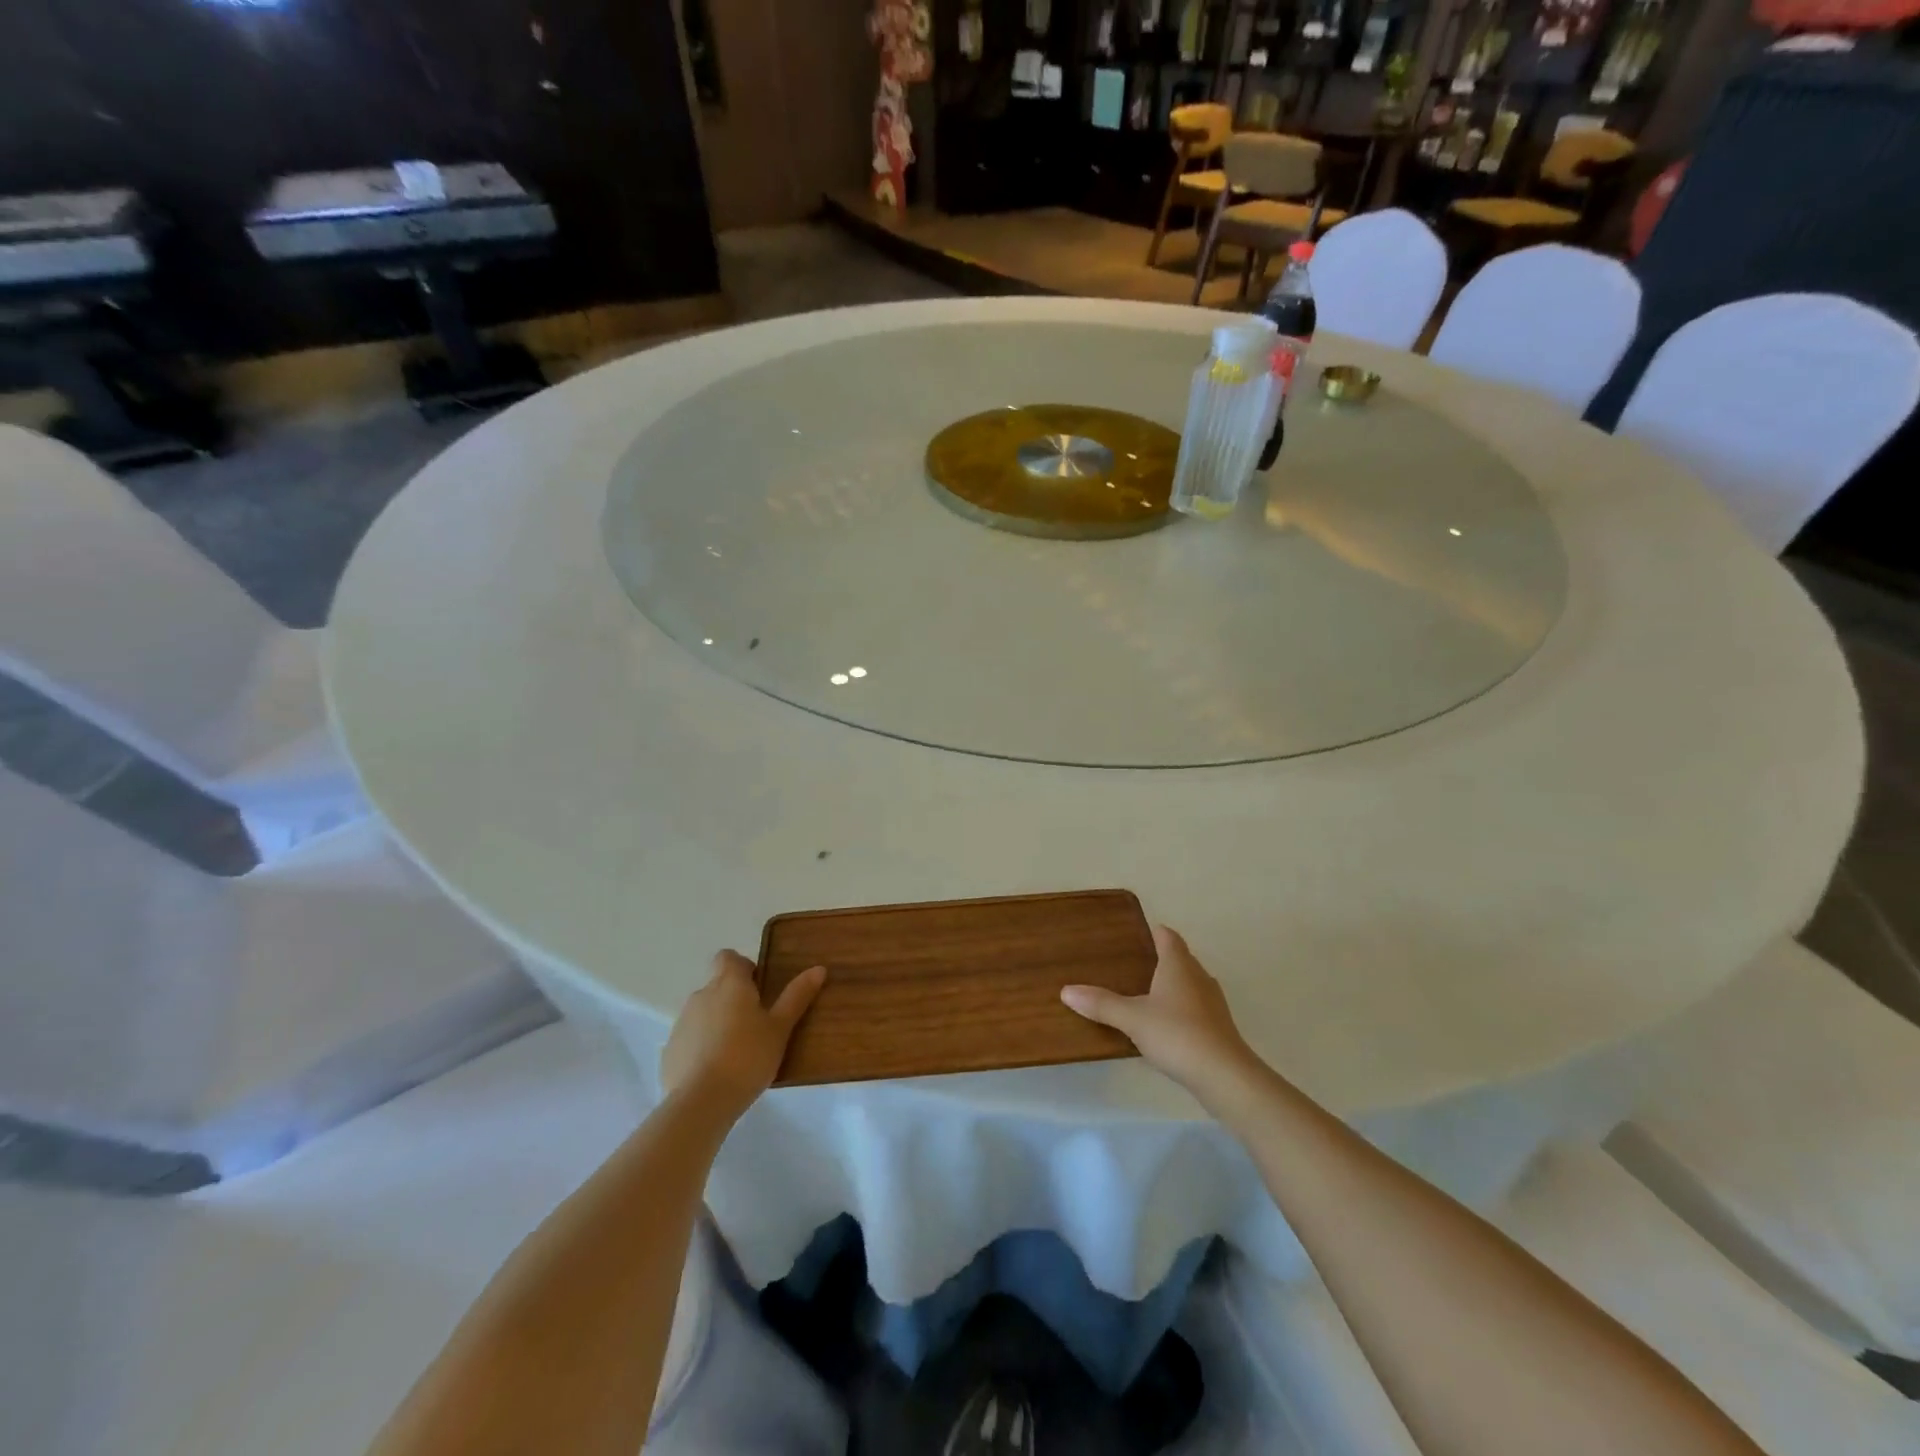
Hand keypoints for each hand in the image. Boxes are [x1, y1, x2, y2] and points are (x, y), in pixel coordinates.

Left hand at [661, 952, 825, 1119]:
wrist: (701, 1102)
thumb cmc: (748, 1057)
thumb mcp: (780, 1028)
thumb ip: (797, 996)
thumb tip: (818, 968)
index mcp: (729, 984)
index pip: (728, 957)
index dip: (743, 967)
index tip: (759, 988)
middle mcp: (701, 995)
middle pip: (717, 986)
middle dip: (734, 999)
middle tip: (756, 1024)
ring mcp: (682, 1023)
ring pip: (704, 1013)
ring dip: (718, 1022)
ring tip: (738, 1051)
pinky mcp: (670, 1050)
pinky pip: (691, 1039)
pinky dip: (702, 1047)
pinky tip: (716, 1071)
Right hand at [1061, 925, 1260, 1109]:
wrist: (1225, 1075)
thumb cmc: (1177, 1034)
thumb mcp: (1132, 1018)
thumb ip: (1101, 1004)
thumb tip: (1066, 990)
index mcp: (1179, 965)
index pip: (1168, 937)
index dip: (1154, 932)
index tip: (1135, 935)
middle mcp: (1199, 977)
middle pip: (1180, 959)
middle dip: (1160, 960)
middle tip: (1131, 966)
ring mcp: (1212, 1003)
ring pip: (1189, 984)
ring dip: (1171, 987)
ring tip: (1144, 996)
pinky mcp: (1218, 1028)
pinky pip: (1195, 1008)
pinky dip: (1180, 1010)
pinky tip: (1164, 1027)